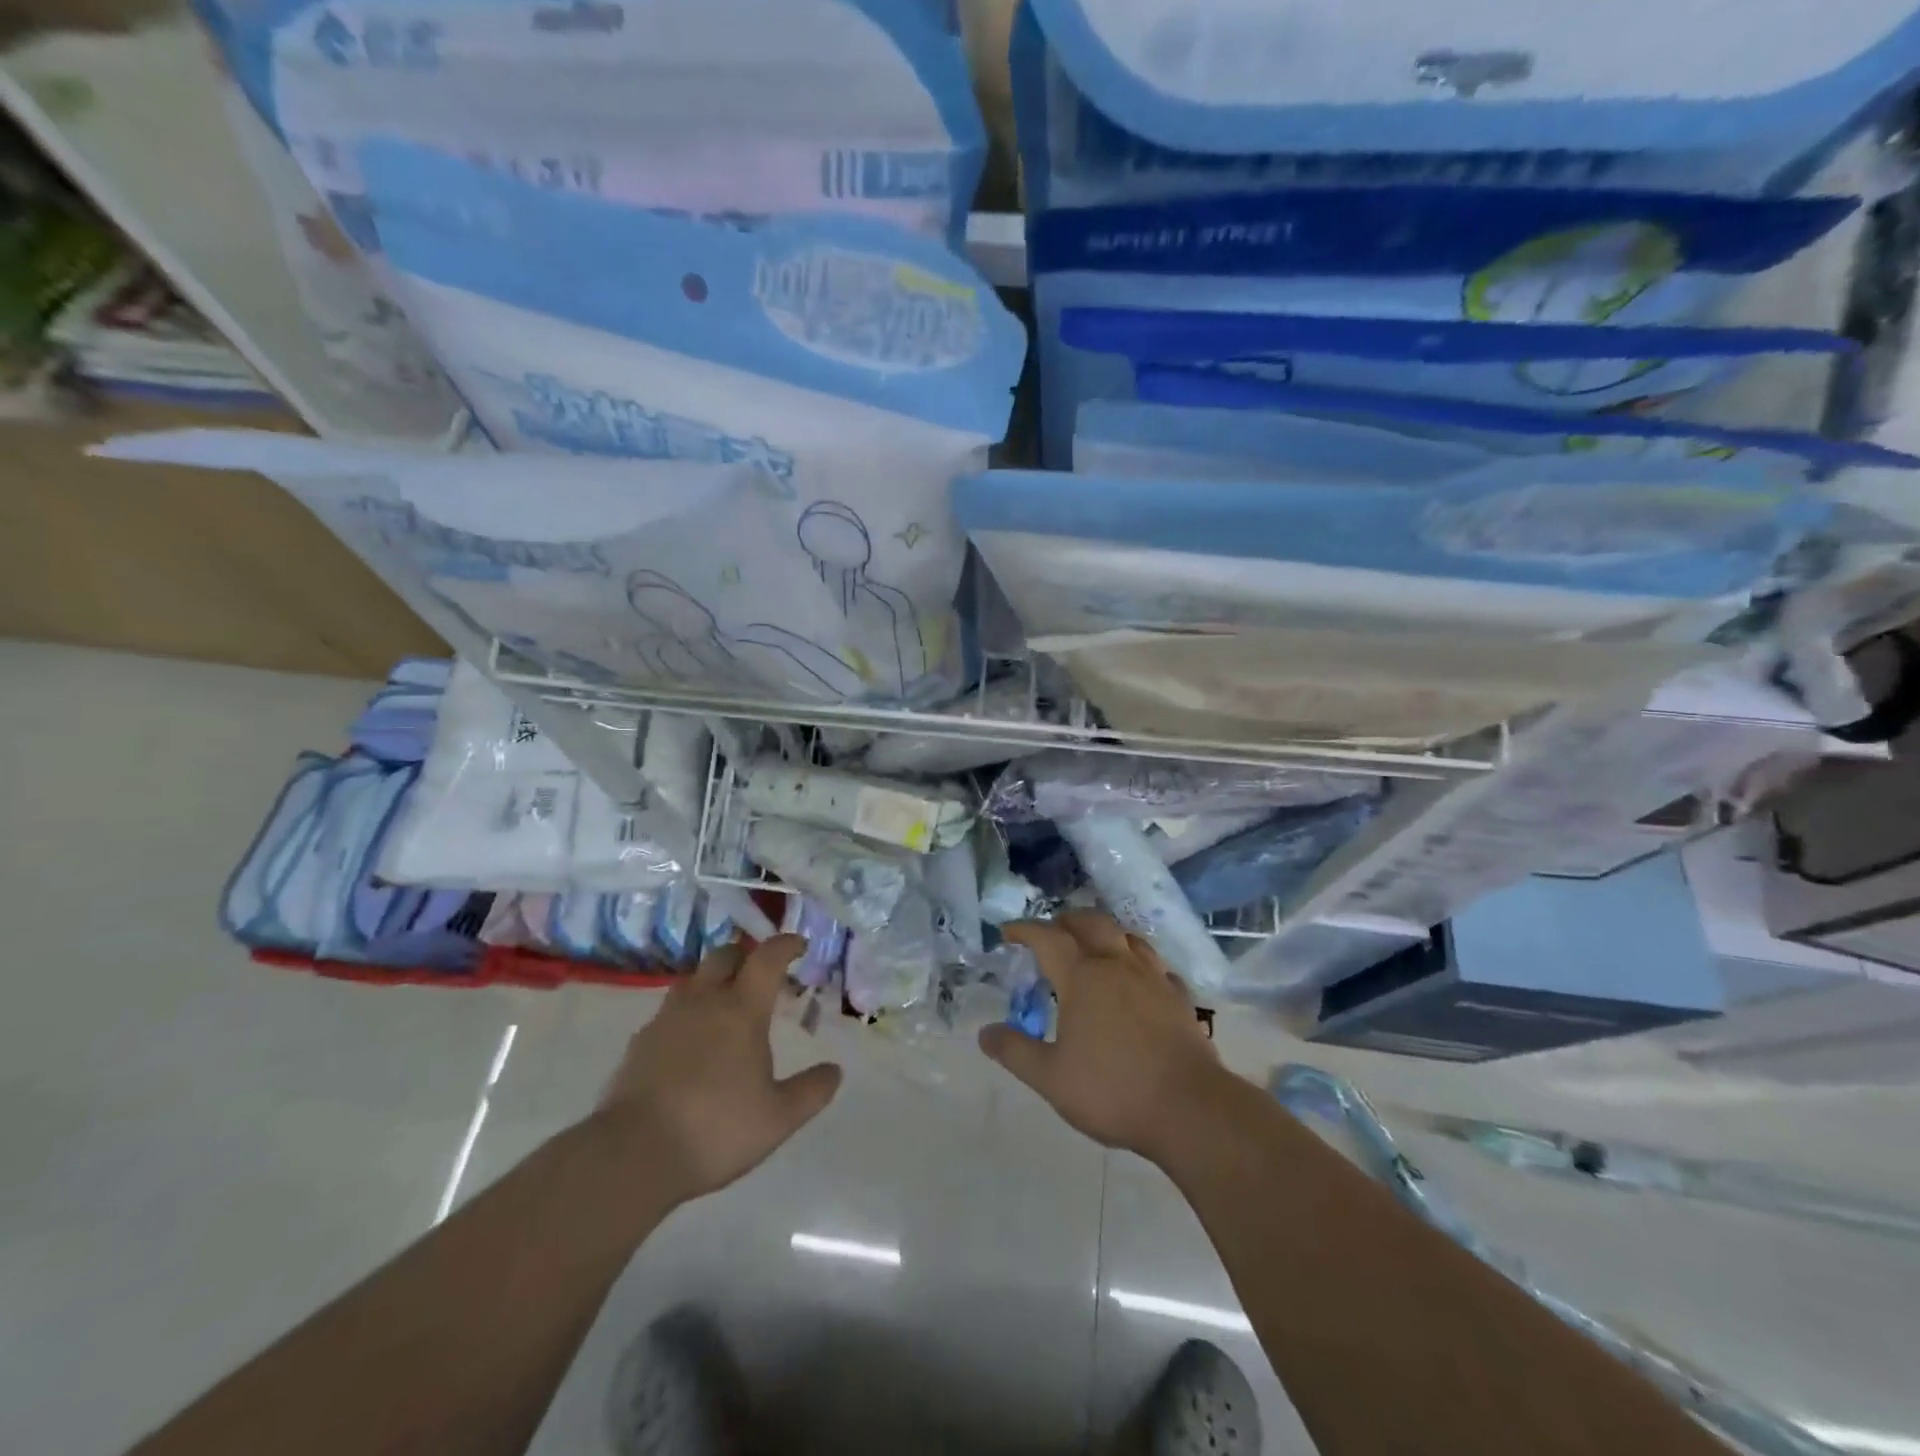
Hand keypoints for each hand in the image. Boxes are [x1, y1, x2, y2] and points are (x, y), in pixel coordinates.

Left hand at [596, 934, 841, 1204]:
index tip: (799, 945)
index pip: (767, 958)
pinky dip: (687, 1014)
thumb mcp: (778, 1118)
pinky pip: (669, 1012)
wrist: (632, 1155)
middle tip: (760, 974)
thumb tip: (835, 1071)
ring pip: (693, 980)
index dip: (786, 945)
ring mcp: (666, 1019)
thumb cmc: (715, 1128)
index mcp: (741, 1010)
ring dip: (713, 980)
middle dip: (746, 955)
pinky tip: (690, 1043)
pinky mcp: (639, 1043)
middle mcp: (704, 1002)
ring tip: (725, 1005)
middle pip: (724, 955)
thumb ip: (811, 1091)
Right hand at [977, 912, 1226, 1163]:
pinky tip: (1139, 979)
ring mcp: (1153, 978)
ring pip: (1127, 937)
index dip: (1024, 930)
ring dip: (1105, 932)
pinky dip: (1139, 963)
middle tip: (1051, 932)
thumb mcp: (1051, 1078)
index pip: (1047, 938)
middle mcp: (1117, 965)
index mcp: (1082, 977)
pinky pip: (1156, 966)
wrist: (1189, 1108)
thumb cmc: (1112, 1089)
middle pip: (1090, 923)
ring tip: (1094, 945)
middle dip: (1066, 921)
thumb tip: (985, 1033)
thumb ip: (1015, 1052)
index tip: (1007, 933)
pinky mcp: (1178, 998)